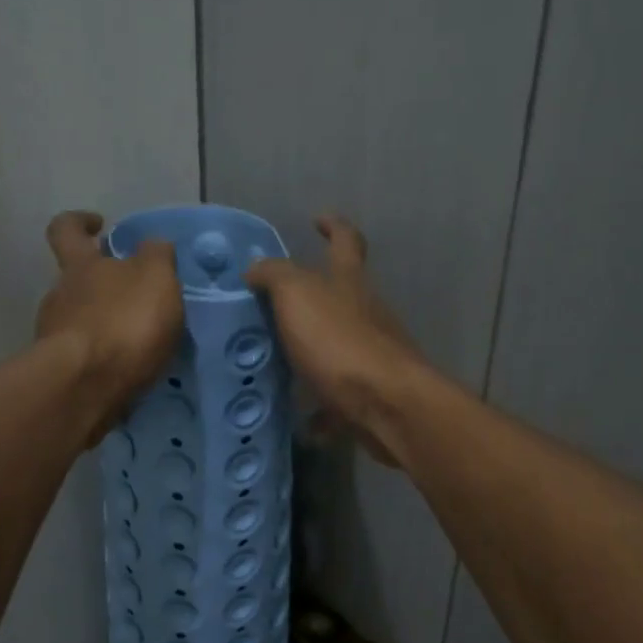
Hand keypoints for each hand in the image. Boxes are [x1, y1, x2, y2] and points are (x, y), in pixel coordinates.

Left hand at [36, 211, 182, 434]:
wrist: (85, 387)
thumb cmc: (123, 322)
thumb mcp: (155, 277)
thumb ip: (156, 256)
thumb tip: (152, 246)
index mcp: (81, 266)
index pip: (67, 229)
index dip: (80, 222)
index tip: (100, 225)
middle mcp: (60, 296)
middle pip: (77, 280)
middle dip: (105, 284)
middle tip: (140, 296)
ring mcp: (55, 336)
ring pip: (81, 320)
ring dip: (107, 324)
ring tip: (142, 341)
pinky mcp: (61, 373)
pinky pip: (86, 357)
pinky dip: (105, 358)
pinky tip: (130, 370)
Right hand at [245, 215, 425, 465]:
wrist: (387, 405)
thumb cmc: (339, 341)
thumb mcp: (297, 296)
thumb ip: (275, 276)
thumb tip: (255, 268)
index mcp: (349, 283)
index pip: (346, 241)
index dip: (334, 226)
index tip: (318, 219)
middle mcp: (367, 313)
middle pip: (343, 296)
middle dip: (314, 298)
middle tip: (275, 307)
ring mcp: (373, 355)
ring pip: (339, 347)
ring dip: (313, 355)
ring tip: (277, 365)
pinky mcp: (371, 394)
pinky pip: (340, 400)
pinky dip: (322, 410)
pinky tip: (302, 423)